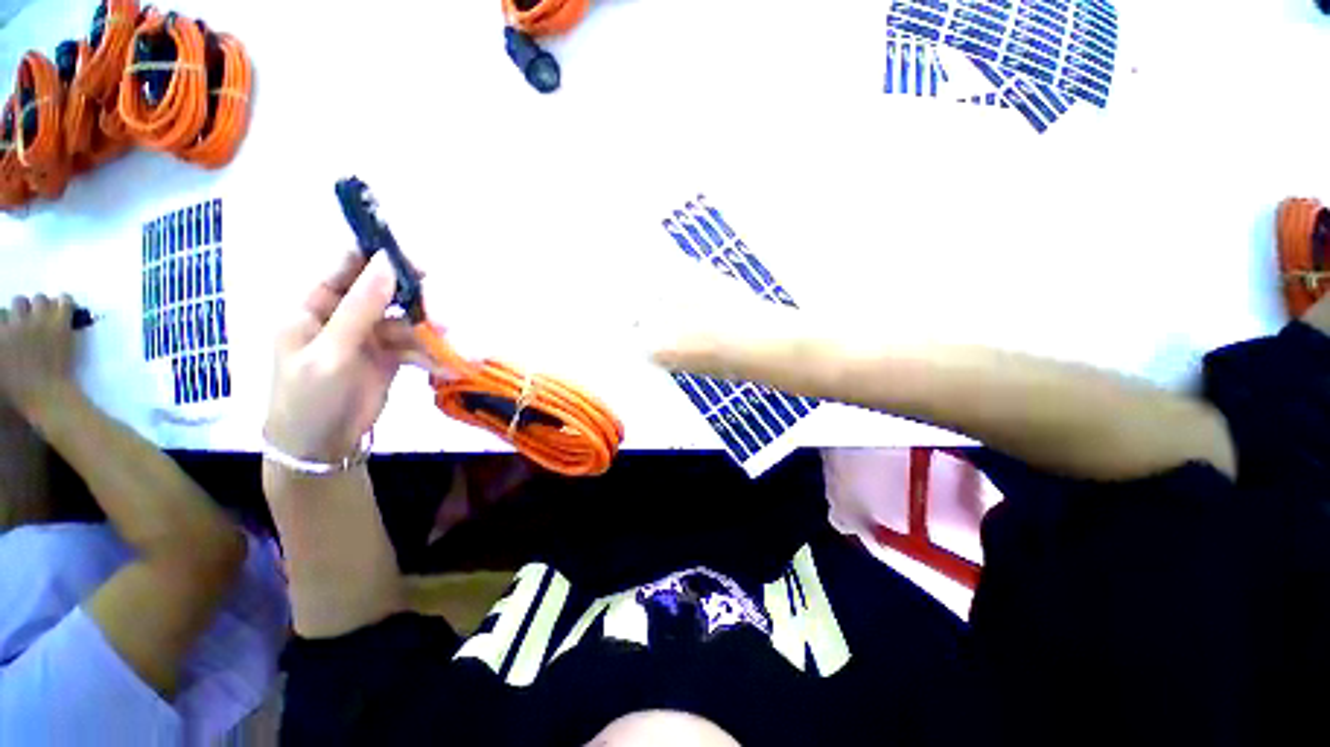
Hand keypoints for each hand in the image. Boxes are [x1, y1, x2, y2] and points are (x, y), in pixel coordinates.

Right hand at [0, 294, 77, 421]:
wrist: (45, 395)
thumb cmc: (18, 389)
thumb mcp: (0, 366)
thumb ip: (3, 345)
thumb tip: (5, 333)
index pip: (1, 314)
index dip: (8, 320)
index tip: (12, 325)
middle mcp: (15, 323)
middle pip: (18, 301)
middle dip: (24, 308)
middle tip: (30, 317)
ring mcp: (38, 322)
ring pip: (40, 299)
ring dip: (43, 304)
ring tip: (47, 313)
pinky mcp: (59, 325)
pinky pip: (65, 302)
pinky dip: (64, 300)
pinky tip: (64, 304)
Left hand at [265, 252, 434, 462]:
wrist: (321, 447)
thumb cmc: (309, 397)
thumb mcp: (331, 352)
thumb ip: (361, 307)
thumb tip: (386, 263)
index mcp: (315, 305)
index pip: (347, 266)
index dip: (380, 257)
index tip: (419, 261)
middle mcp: (344, 314)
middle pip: (385, 292)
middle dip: (415, 299)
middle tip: (444, 308)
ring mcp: (369, 336)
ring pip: (406, 320)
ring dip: (429, 332)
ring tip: (452, 346)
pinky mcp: (390, 356)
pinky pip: (415, 345)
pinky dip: (432, 355)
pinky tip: (447, 365)